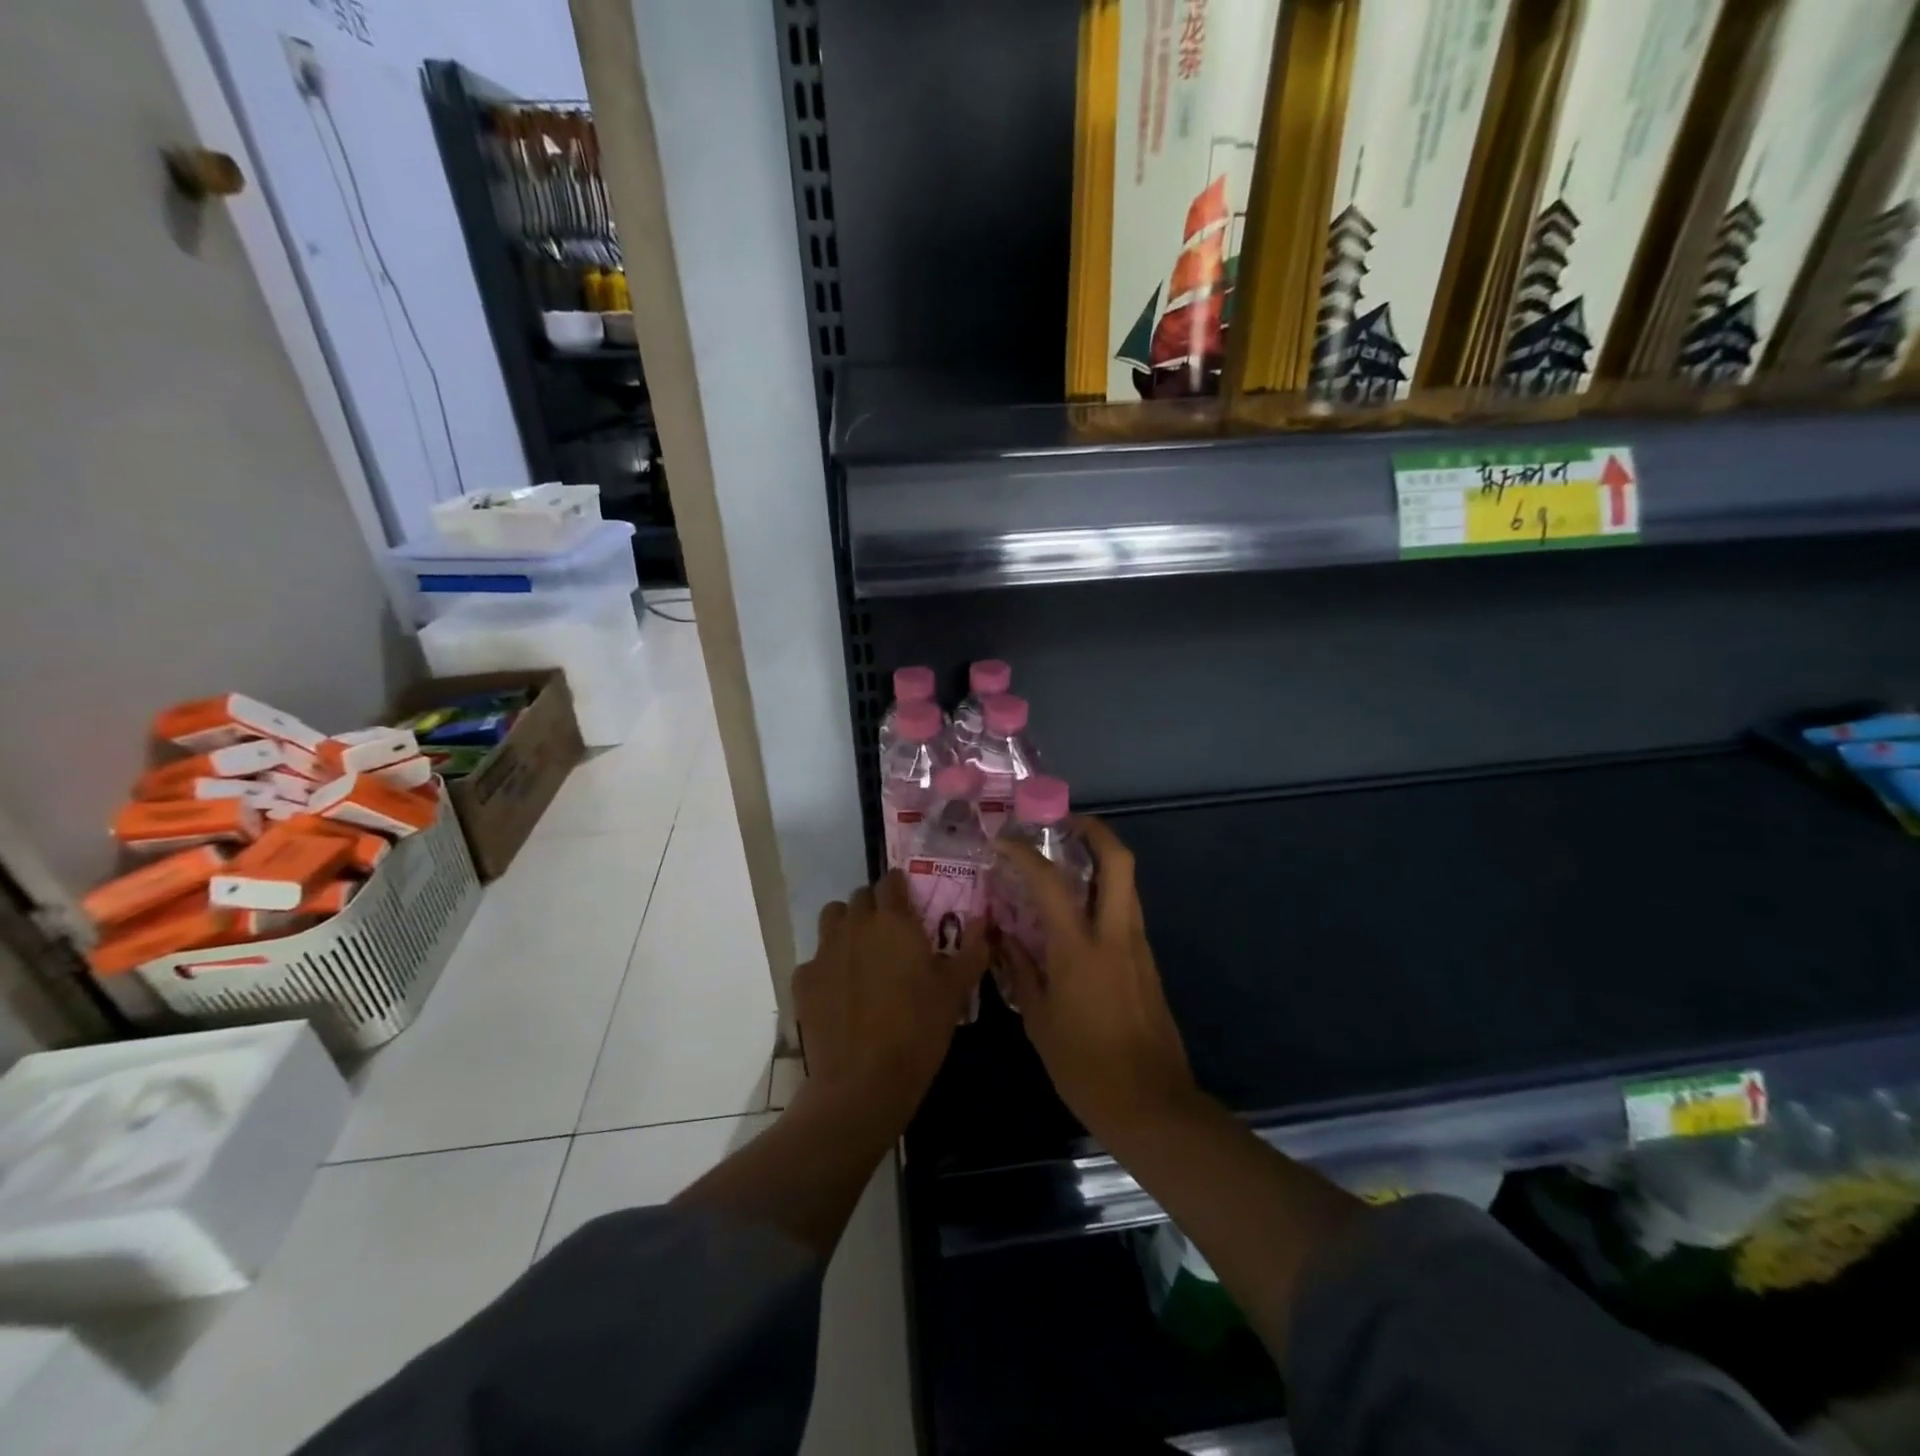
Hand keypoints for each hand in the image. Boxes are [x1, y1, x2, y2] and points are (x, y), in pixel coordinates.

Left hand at [793, 871, 987, 1129]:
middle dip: (875, 908)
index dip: (900, 889)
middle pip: (860, 897)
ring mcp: (824, 951)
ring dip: (846, 926)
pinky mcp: (803, 980)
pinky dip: (827, 967)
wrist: (862, 1082)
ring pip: (832, 919)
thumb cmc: (918, 1030)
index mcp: (893, 920)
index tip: (911, 905)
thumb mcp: (955, 991)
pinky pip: (815, 959)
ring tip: (862, 954)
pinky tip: (840, 993)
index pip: (891, 881)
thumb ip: (971, 950)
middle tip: (891, 936)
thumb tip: (981, 921)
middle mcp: (855, 925)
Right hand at [998, 819, 1199, 1141]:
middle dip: (1095, 831)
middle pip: (1119, 862)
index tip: (1005, 841)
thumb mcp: (1039, 1021)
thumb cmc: (1085, 1067)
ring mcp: (1138, 946)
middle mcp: (1115, 935)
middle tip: (1064, 825)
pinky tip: (1079, 913)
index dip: (1025, 854)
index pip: (1051, 883)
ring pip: (1127, 884)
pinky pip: (1127, 911)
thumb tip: (1003, 939)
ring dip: (1102, 861)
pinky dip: (1105, 895)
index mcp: (1080, 950)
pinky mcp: (1148, 962)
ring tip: (1067, 862)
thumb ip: (1020, 971)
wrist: (1151, 1104)